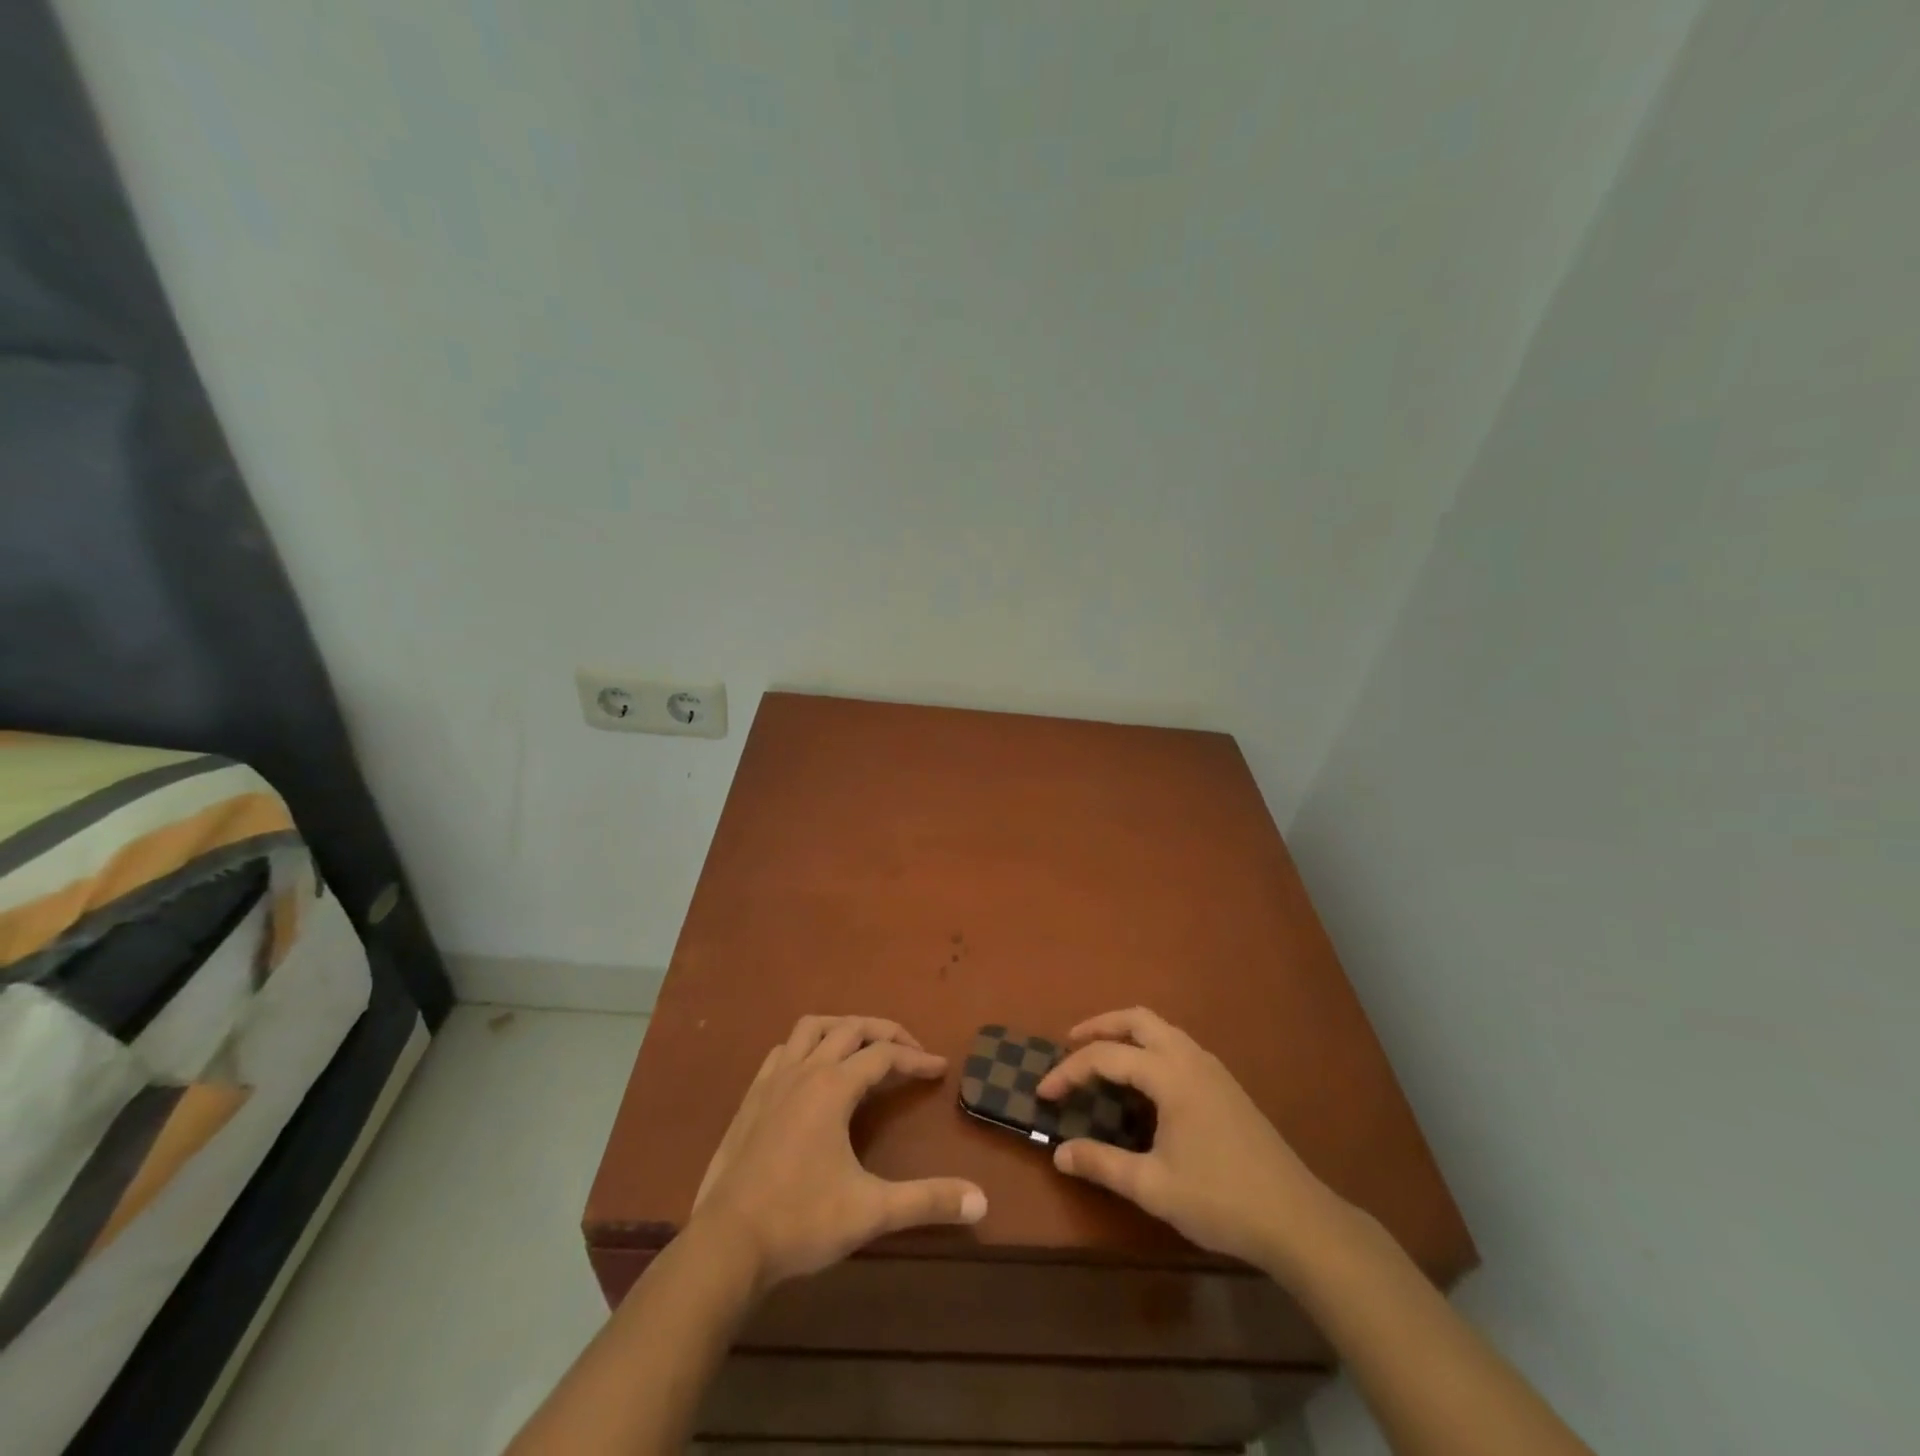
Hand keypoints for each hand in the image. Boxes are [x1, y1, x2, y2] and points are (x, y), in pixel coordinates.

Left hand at [689, 1015, 987, 1290]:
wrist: (725, 1245)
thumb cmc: (801, 1221)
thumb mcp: (872, 1211)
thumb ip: (927, 1201)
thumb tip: (982, 1200)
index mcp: (833, 1087)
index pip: (884, 1055)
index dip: (916, 1058)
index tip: (940, 1068)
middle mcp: (804, 1071)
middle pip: (851, 1028)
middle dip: (885, 1032)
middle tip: (910, 1051)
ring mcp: (772, 1081)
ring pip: (811, 1028)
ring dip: (842, 1028)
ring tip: (862, 1047)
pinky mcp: (750, 1099)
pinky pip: (782, 1051)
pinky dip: (806, 1047)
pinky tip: (811, 1072)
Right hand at [1036, 1006, 1343, 1273]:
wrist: (1297, 1219)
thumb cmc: (1221, 1200)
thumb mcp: (1154, 1187)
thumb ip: (1103, 1164)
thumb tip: (1059, 1153)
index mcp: (1170, 1075)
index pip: (1106, 1056)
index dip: (1069, 1070)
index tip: (1043, 1093)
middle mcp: (1190, 1058)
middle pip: (1137, 1019)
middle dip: (1099, 1026)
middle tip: (1069, 1044)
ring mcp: (1212, 1068)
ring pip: (1160, 1028)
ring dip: (1126, 1033)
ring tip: (1101, 1057)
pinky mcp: (1225, 1084)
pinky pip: (1176, 1045)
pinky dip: (1148, 1046)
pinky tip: (1143, 1080)